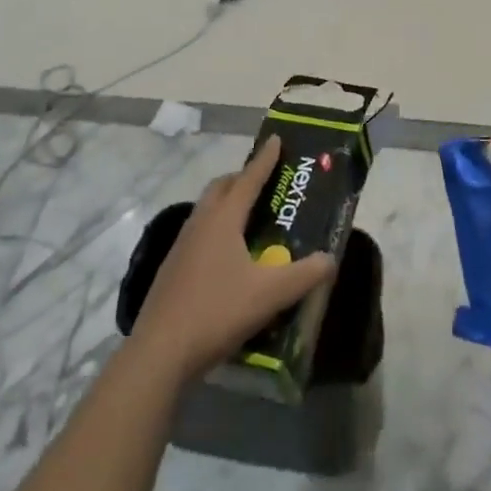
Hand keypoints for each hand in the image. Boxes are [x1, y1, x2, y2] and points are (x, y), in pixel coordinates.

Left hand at [130, 137, 336, 382]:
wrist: (160, 351)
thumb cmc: (217, 311)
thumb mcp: (269, 295)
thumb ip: (304, 275)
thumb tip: (330, 259)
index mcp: (223, 219)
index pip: (249, 179)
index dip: (265, 159)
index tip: (276, 139)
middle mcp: (200, 223)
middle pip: (221, 187)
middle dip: (242, 178)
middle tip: (264, 180)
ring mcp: (182, 245)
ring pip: (206, 209)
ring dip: (227, 202)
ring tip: (248, 215)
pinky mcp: (173, 267)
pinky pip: (199, 232)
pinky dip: (216, 227)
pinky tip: (227, 254)